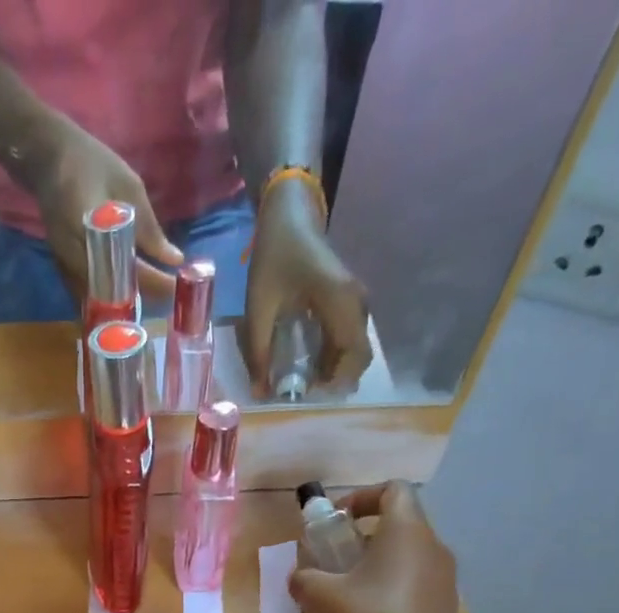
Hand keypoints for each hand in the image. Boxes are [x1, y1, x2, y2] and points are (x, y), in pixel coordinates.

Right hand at [28, 116, 184, 307]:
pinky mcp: (61, 271)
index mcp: (90, 226)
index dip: (153, 280)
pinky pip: (85, 298)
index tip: (175, 286)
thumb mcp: (127, 186)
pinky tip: (123, 304)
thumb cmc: (91, 163)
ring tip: (150, 303)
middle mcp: (74, 253)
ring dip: (123, 305)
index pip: (127, 264)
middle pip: (111, 290)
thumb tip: (174, 259)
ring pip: (97, 300)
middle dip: (141, 297)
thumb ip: (148, 227)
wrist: (47, 158)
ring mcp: (64, 266)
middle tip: (167, 300)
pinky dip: (106, 304)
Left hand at [243, 178, 370, 392]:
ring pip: (355, 348)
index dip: (337, 380)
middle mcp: (356, 302)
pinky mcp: (348, 300)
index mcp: (341, 300)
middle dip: (335, 379)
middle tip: (303, 391)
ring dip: (334, 369)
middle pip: (359, 355)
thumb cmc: (275, 254)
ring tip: (303, 381)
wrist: (290, 214)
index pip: (356, 353)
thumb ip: (258, 350)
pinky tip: (309, 364)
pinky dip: (332, 356)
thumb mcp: (259, 306)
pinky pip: (347, 337)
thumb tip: (260, 392)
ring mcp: (355, 300)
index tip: (308, 392)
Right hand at [290, 481, 463, 612]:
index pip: (393, 490)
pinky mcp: (445, 611)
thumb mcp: (319, 598)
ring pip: (408, 557)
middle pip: (401, 523)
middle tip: (334, 560)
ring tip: (347, 593)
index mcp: (407, 533)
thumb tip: (301, 575)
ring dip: (377, 565)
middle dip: (364, 535)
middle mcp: (434, 549)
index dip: (361, 497)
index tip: (334, 522)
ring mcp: (445, 582)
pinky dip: (391, 589)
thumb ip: (304, 577)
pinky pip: (416, 585)